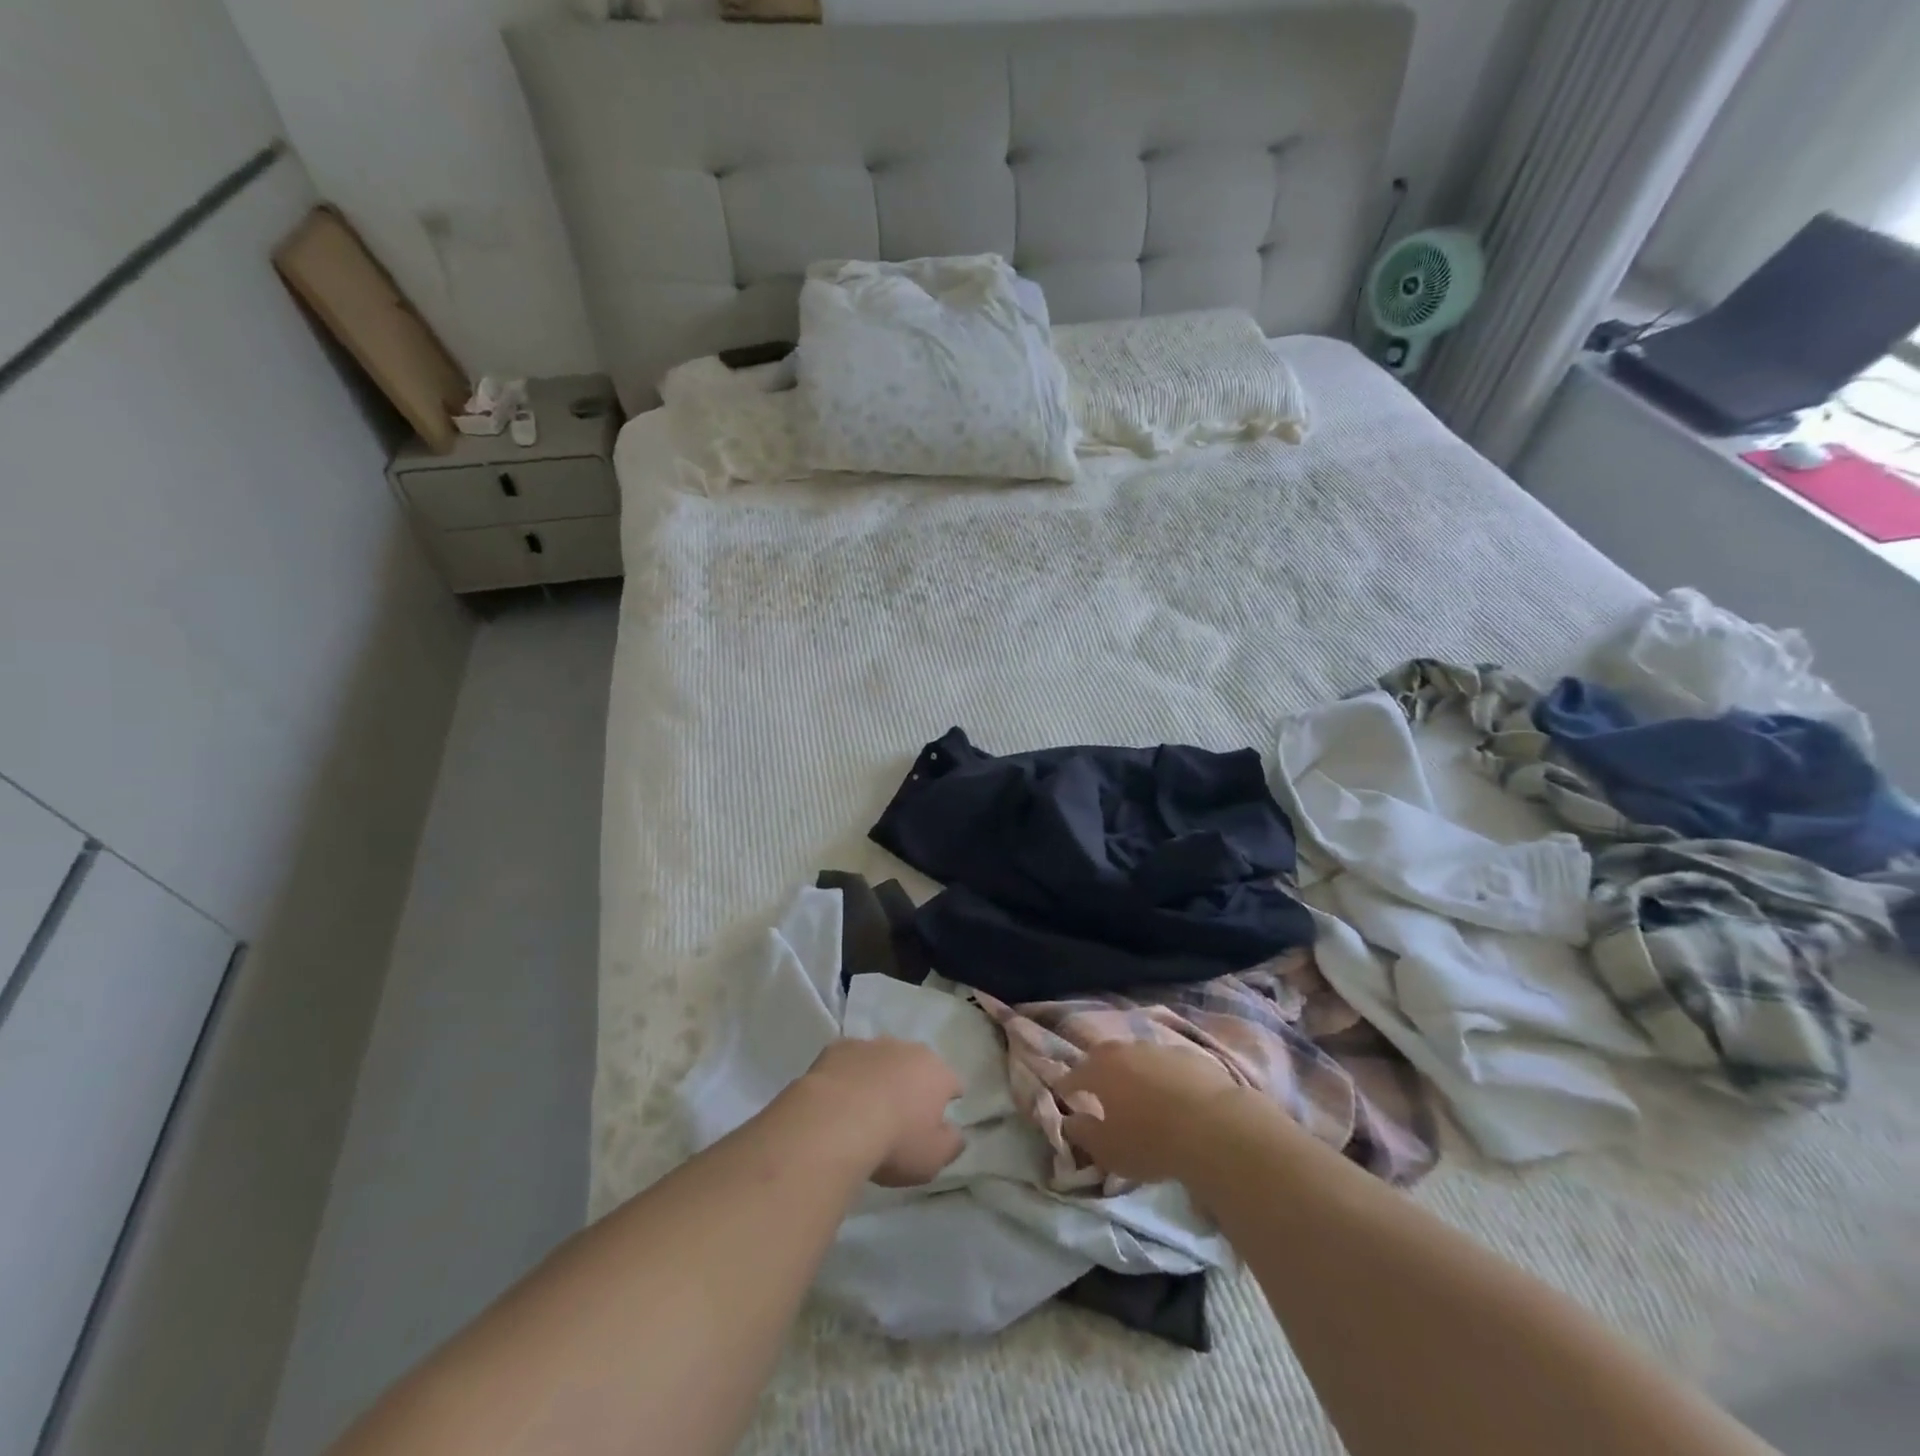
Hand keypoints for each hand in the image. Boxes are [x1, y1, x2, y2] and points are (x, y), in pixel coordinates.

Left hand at [801, 1038, 964, 1187]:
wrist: (835, 1122)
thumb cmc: (894, 1143)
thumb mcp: (933, 1158)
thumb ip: (951, 1143)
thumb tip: (956, 1132)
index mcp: (937, 1073)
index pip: (953, 1082)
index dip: (948, 1099)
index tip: (938, 1118)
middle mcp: (908, 1049)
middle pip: (917, 1065)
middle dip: (913, 1082)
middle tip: (901, 1113)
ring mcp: (872, 1044)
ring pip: (883, 1058)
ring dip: (880, 1075)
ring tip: (866, 1105)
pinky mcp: (839, 1047)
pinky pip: (850, 1059)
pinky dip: (849, 1073)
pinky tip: (839, 1096)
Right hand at [1057, 1041, 1238, 1184]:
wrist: (1215, 1127)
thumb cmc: (1151, 1142)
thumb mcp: (1108, 1150)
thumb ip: (1083, 1133)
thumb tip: (1070, 1121)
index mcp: (1099, 1069)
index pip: (1073, 1076)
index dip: (1067, 1088)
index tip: (1066, 1099)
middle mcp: (1126, 1050)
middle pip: (1105, 1057)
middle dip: (1099, 1072)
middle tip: (1101, 1092)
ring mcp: (1160, 1049)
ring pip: (1138, 1057)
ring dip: (1134, 1072)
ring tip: (1141, 1094)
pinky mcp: (1191, 1056)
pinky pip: (1169, 1065)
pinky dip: (1165, 1077)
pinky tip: (1174, 1095)